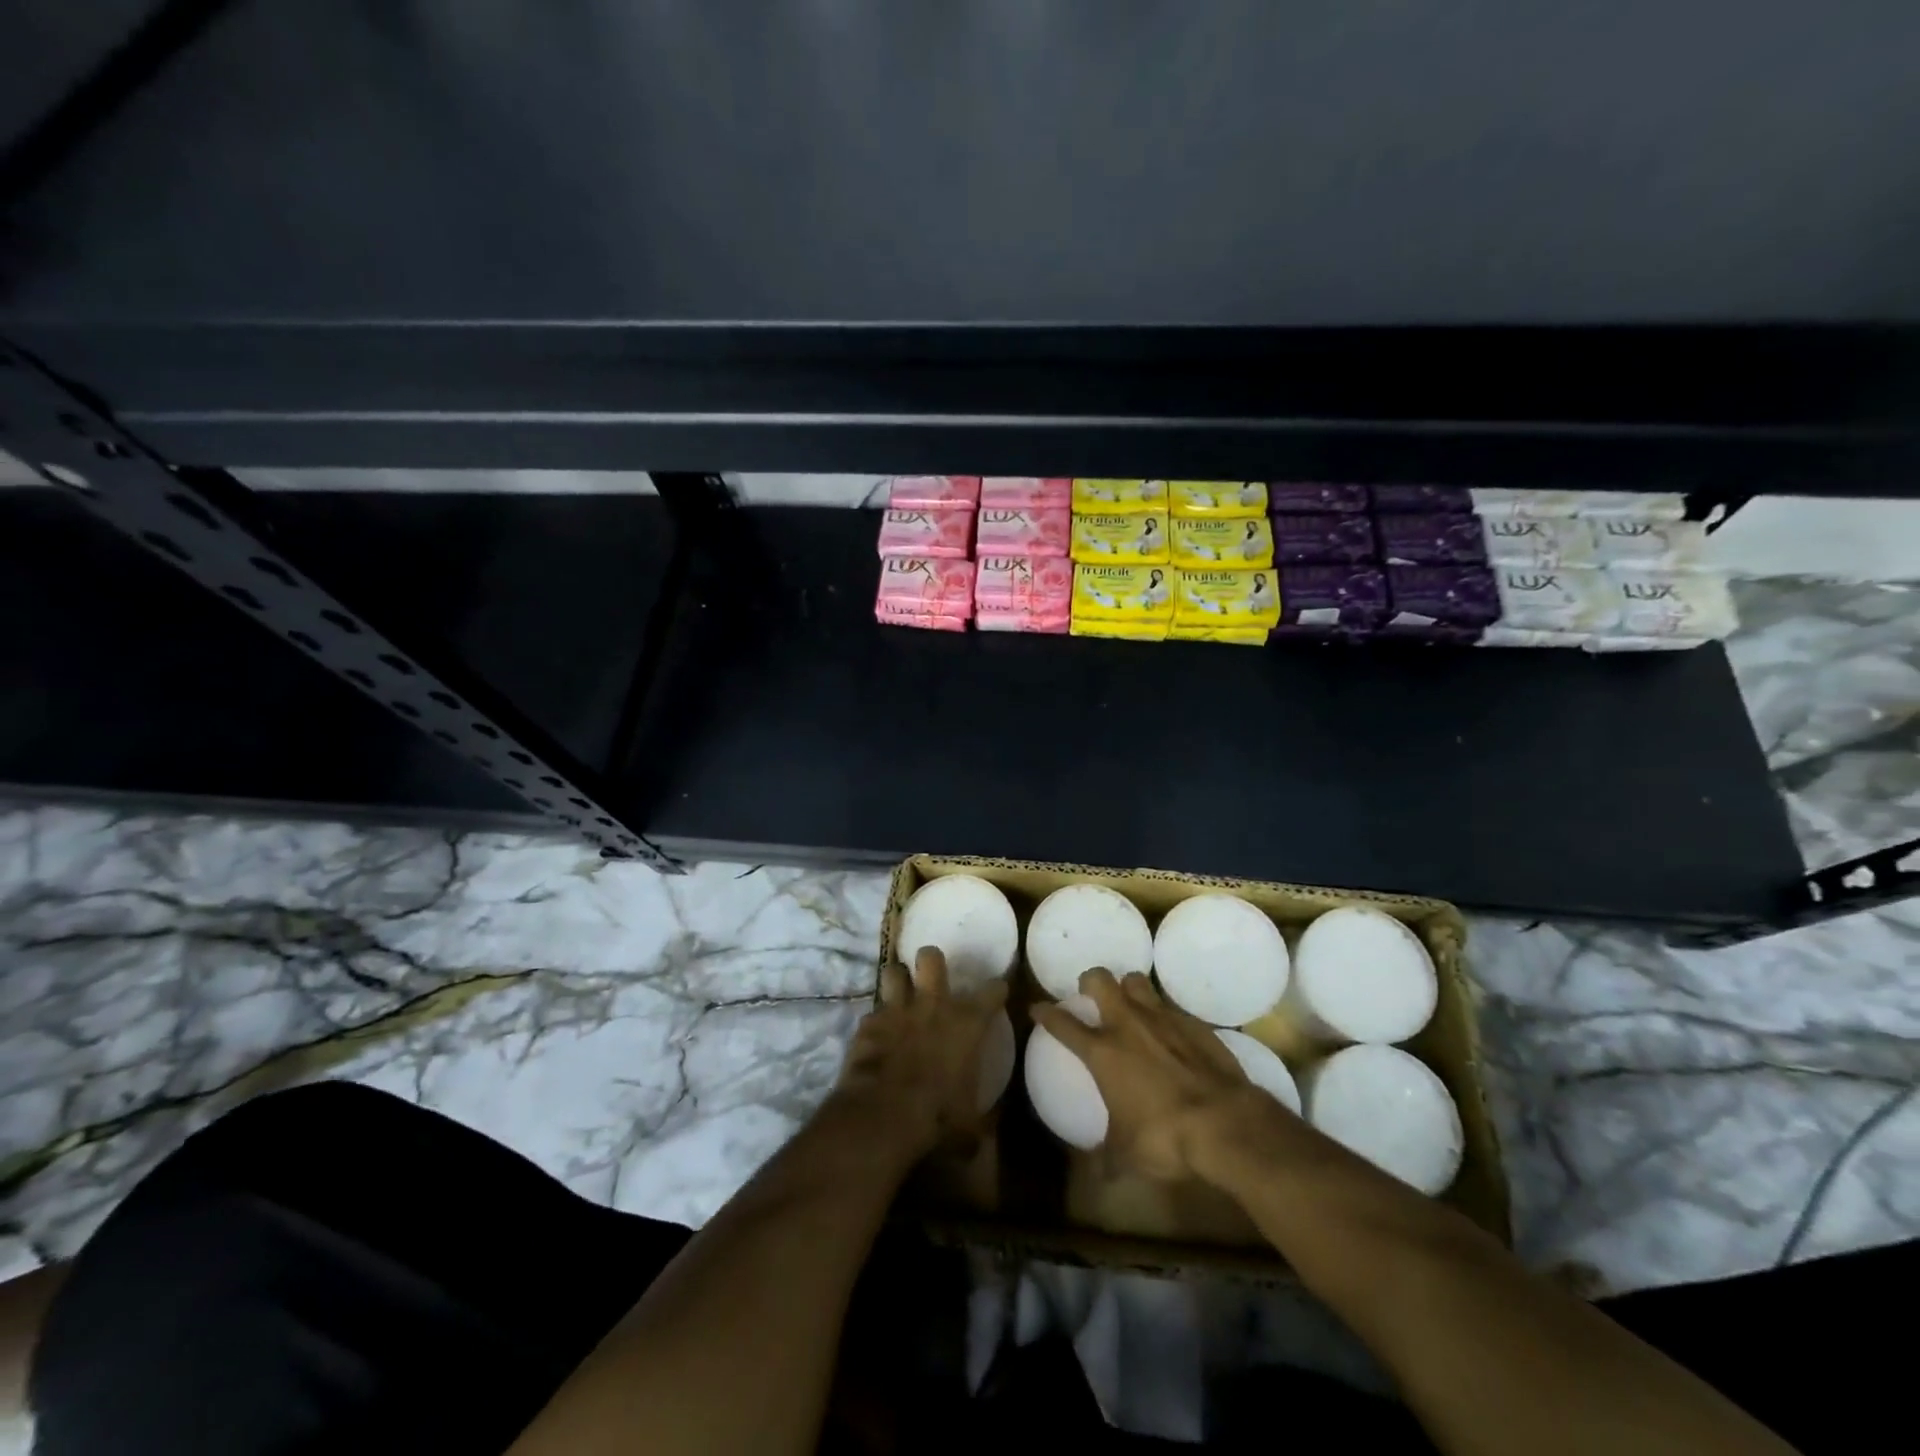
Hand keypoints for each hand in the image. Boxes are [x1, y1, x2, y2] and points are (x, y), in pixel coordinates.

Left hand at [835, 946, 1008, 1157]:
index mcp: (966, 1024)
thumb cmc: (937, 1116)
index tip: (996, 992)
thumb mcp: (967, 1127)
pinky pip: (872, 1013)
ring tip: (900, 992)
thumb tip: (980, 1141)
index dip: (996, 988)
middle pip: (931, 958)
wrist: (883, 1114)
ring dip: (898, 981)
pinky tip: (875, 1036)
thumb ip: (976, 1125)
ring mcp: (897, 1010)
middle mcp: (933, 1006)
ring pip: (894, 971)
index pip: (992, 990)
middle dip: (931, 962)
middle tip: (932, 978)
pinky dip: (875, 1023)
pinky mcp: (868, 1024)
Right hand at [1031, 968, 1278, 1180]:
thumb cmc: (1165, 1137)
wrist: (1225, 1122)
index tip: (1037, 1008)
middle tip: (1090, 994)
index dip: (1046, 1013)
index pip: (1063, 1024)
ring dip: (1128, 989)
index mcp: (1103, 1052)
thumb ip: (1107, 1158)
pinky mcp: (1194, 1024)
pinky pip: (1171, 1007)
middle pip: (1099, 980)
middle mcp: (1128, 1025)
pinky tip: (1170, 1035)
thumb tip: (1098, 1175)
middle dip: (1090, 981)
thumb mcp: (1127, 1156)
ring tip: (1130, 1005)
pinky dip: (1164, 1015)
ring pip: (1136, 981)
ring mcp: (1162, 1019)